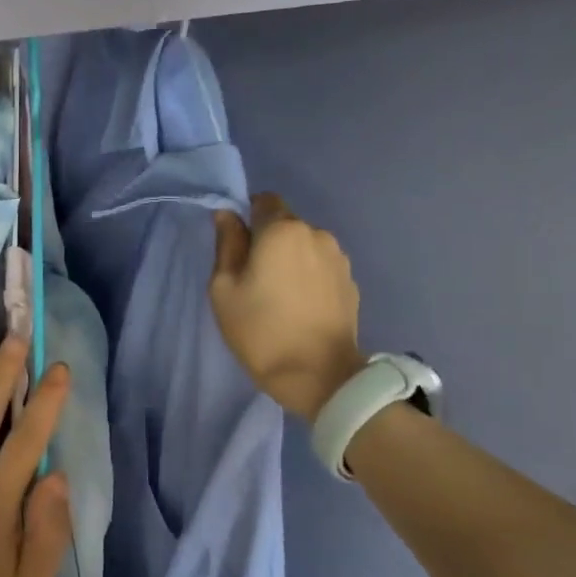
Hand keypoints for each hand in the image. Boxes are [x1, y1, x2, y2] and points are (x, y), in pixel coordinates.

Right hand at [209, 192, 364, 421]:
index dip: (247, 217)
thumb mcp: (224, 288)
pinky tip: (300, 306)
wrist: (319, 375)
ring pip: (305, 246)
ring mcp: (339, 258)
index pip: (263, 201)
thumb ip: (227, 245)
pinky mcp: (351, 282)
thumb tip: (227, 216)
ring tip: (278, 295)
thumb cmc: (261, 330)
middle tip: (252, 277)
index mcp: (282, 230)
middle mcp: (316, 233)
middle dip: (268, 241)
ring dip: (290, 259)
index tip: (236, 247)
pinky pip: (321, 267)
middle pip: (285, 224)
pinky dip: (308, 277)